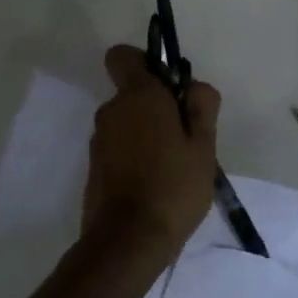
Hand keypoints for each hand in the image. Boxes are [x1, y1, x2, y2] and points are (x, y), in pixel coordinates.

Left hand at [83, 44, 218, 255]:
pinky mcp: (94, 169)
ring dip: (148, 134)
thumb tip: (194, 88)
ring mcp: (99, 142)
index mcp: (138, 96)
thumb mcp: (204, 145)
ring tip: (176, 166)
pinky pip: (120, 149)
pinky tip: (158, 184)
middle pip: (133, 94)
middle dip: (158, 106)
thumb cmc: (173, 186)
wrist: (128, 241)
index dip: (146, 64)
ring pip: (128, 123)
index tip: (170, 88)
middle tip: (187, 137)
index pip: (124, 56)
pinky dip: (136, 157)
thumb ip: (202, 107)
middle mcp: (111, 112)